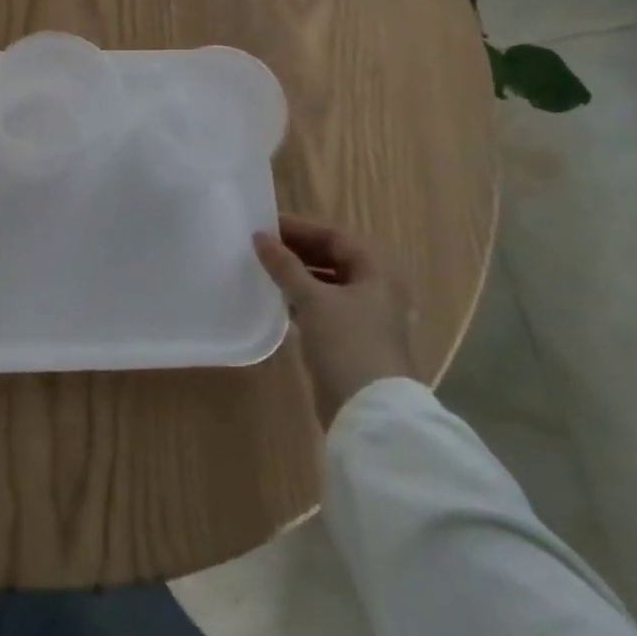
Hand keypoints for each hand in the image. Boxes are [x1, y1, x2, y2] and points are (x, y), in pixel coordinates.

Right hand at [253, 215, 413, 422]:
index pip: (335, 236)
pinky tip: (277, 299)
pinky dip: (302, 299)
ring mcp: (366, 316)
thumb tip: (259, 237)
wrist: (370, 410)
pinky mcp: (352, 339)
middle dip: (298, 250)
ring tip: (264, 269)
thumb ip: (285, 265)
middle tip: (261, 246)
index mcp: (377, 270)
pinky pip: (324, 307)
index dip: (301, 228)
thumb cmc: (347, 343)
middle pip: (333, 258)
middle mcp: (376, 288)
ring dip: (298, 274)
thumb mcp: (312, 298)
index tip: (265, 225)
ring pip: (328, 283)